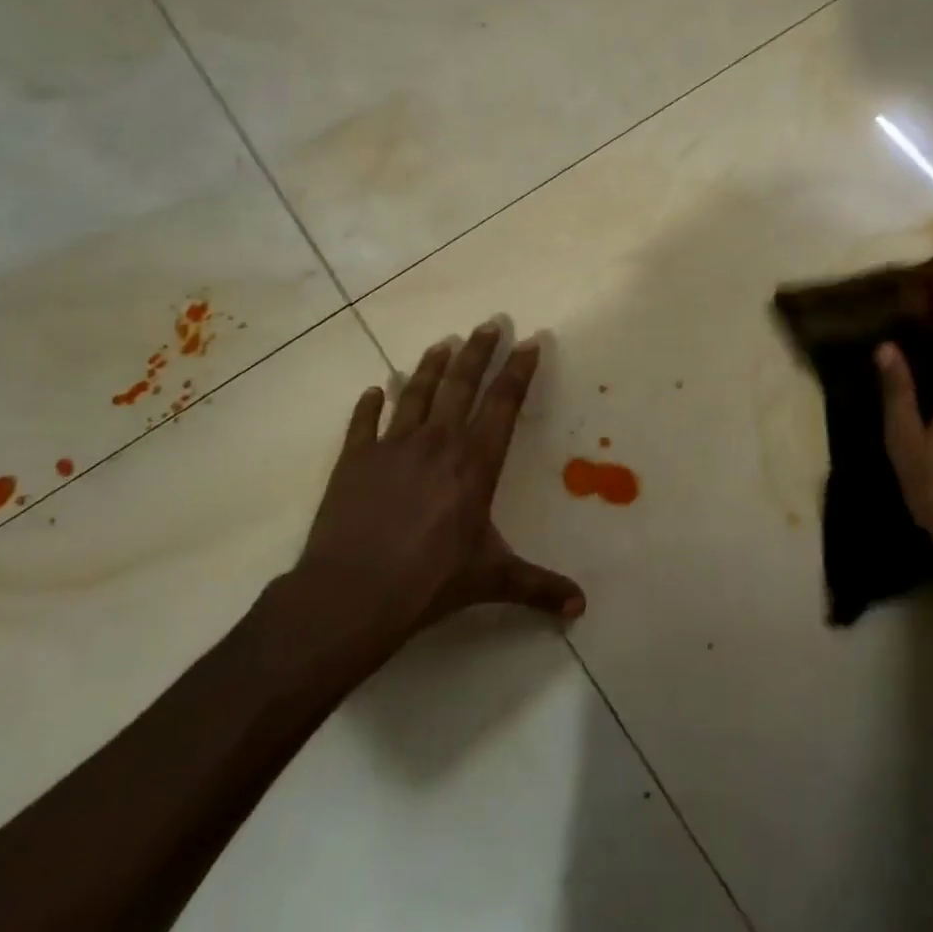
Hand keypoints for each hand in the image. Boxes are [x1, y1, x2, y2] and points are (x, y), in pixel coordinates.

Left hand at [287, 323, 584, 644]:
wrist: (352, 593)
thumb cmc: (430, 581)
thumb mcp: (492, 580)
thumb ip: (537, 587)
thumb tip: (580, 609)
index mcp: (475, 462)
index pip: (503, 404)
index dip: (518, 371)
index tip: (528, 342)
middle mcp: (437, 442)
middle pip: (461, 384)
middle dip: (478, 351)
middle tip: (489, 322)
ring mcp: (392, 446)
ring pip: (415, 393)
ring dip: (430, 366)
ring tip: (442, 343)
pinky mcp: (354, 460)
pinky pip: (363, 423)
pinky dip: (368, 404)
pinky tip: (372, 390)